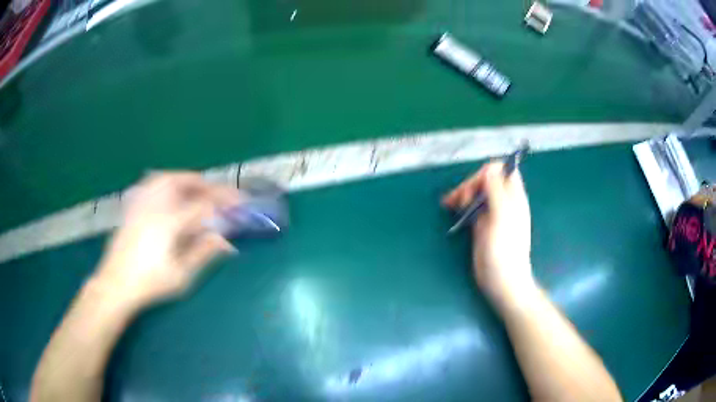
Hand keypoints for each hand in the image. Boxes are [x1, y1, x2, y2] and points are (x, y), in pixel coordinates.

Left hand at [93, 172, 240, 309]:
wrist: (116, 284)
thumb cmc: (150, 284)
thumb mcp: (181, 275)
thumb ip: (203, 253)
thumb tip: (226, 241)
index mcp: (169, 223)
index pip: (202, 204)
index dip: (223, 200)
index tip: (239, 201)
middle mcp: (154, 206)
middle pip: (183, 182)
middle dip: (204, 184)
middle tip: (218, 194)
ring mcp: (141, 204)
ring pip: (165, 178)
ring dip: (185, 180)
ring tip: (198, 189)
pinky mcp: (132, 207)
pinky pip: (151, 184)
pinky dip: (166, 181)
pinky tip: (170, 191)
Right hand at [443, 162, 533, 300]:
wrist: (502, 282)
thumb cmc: (505, 252)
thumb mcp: (502, 218)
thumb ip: (497, 192)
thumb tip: (489, 169)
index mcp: (513, 198)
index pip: (503, 171)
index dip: (488, 172)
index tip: (476, 186)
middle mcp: (504, 203)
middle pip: (486, 180)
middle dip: (471, 184)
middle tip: (461, 200)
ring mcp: (492, 214)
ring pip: (477, 193)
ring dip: (463, 193)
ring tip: (450, 203)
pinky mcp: (482, 226)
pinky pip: (471, 207)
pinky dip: (461, 204)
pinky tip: (451, 207)